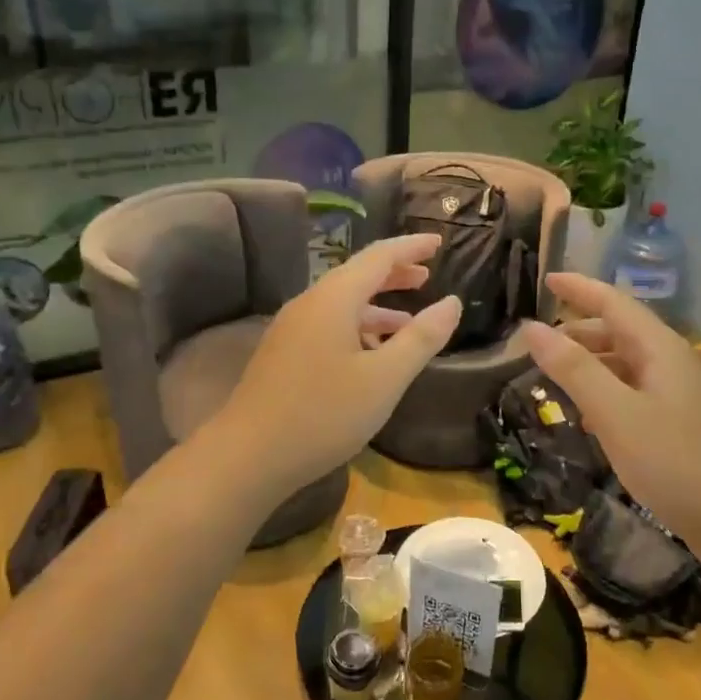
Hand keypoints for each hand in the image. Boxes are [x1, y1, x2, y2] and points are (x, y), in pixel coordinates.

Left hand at [213, 234, 460, 489]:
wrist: (249, 456)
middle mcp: (309, 305)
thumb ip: (421, 338)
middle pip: (356, 276)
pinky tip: (370, 354)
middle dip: (394, 273)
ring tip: (408, 320)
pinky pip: (327, 325)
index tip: (438, 243)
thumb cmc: (324, 414)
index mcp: (334, 300)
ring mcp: (291, 330)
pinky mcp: (283, 355)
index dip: (410, 248)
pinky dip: (357, 327)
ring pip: (341, 304)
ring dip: (377, 305)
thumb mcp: (385, 378)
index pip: (378, 257)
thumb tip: (451, 302)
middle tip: (427, 276)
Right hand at [521, 274, 700, 555]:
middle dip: (579, 331)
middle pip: (620, 332)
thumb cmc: (676, 462)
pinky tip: (588, 417)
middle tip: (538, 342)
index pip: (614, 302)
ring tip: (555, 377)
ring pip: (626, 364)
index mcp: (660, 349)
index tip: (546, 278)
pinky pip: (634, 392)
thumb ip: (573, 369)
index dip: (580, 288)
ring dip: (590, 364)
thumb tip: (531, 327)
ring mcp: (680, 394)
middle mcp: (672, 362)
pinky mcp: (681, 424)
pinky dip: (605, 393)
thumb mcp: (615, 413)